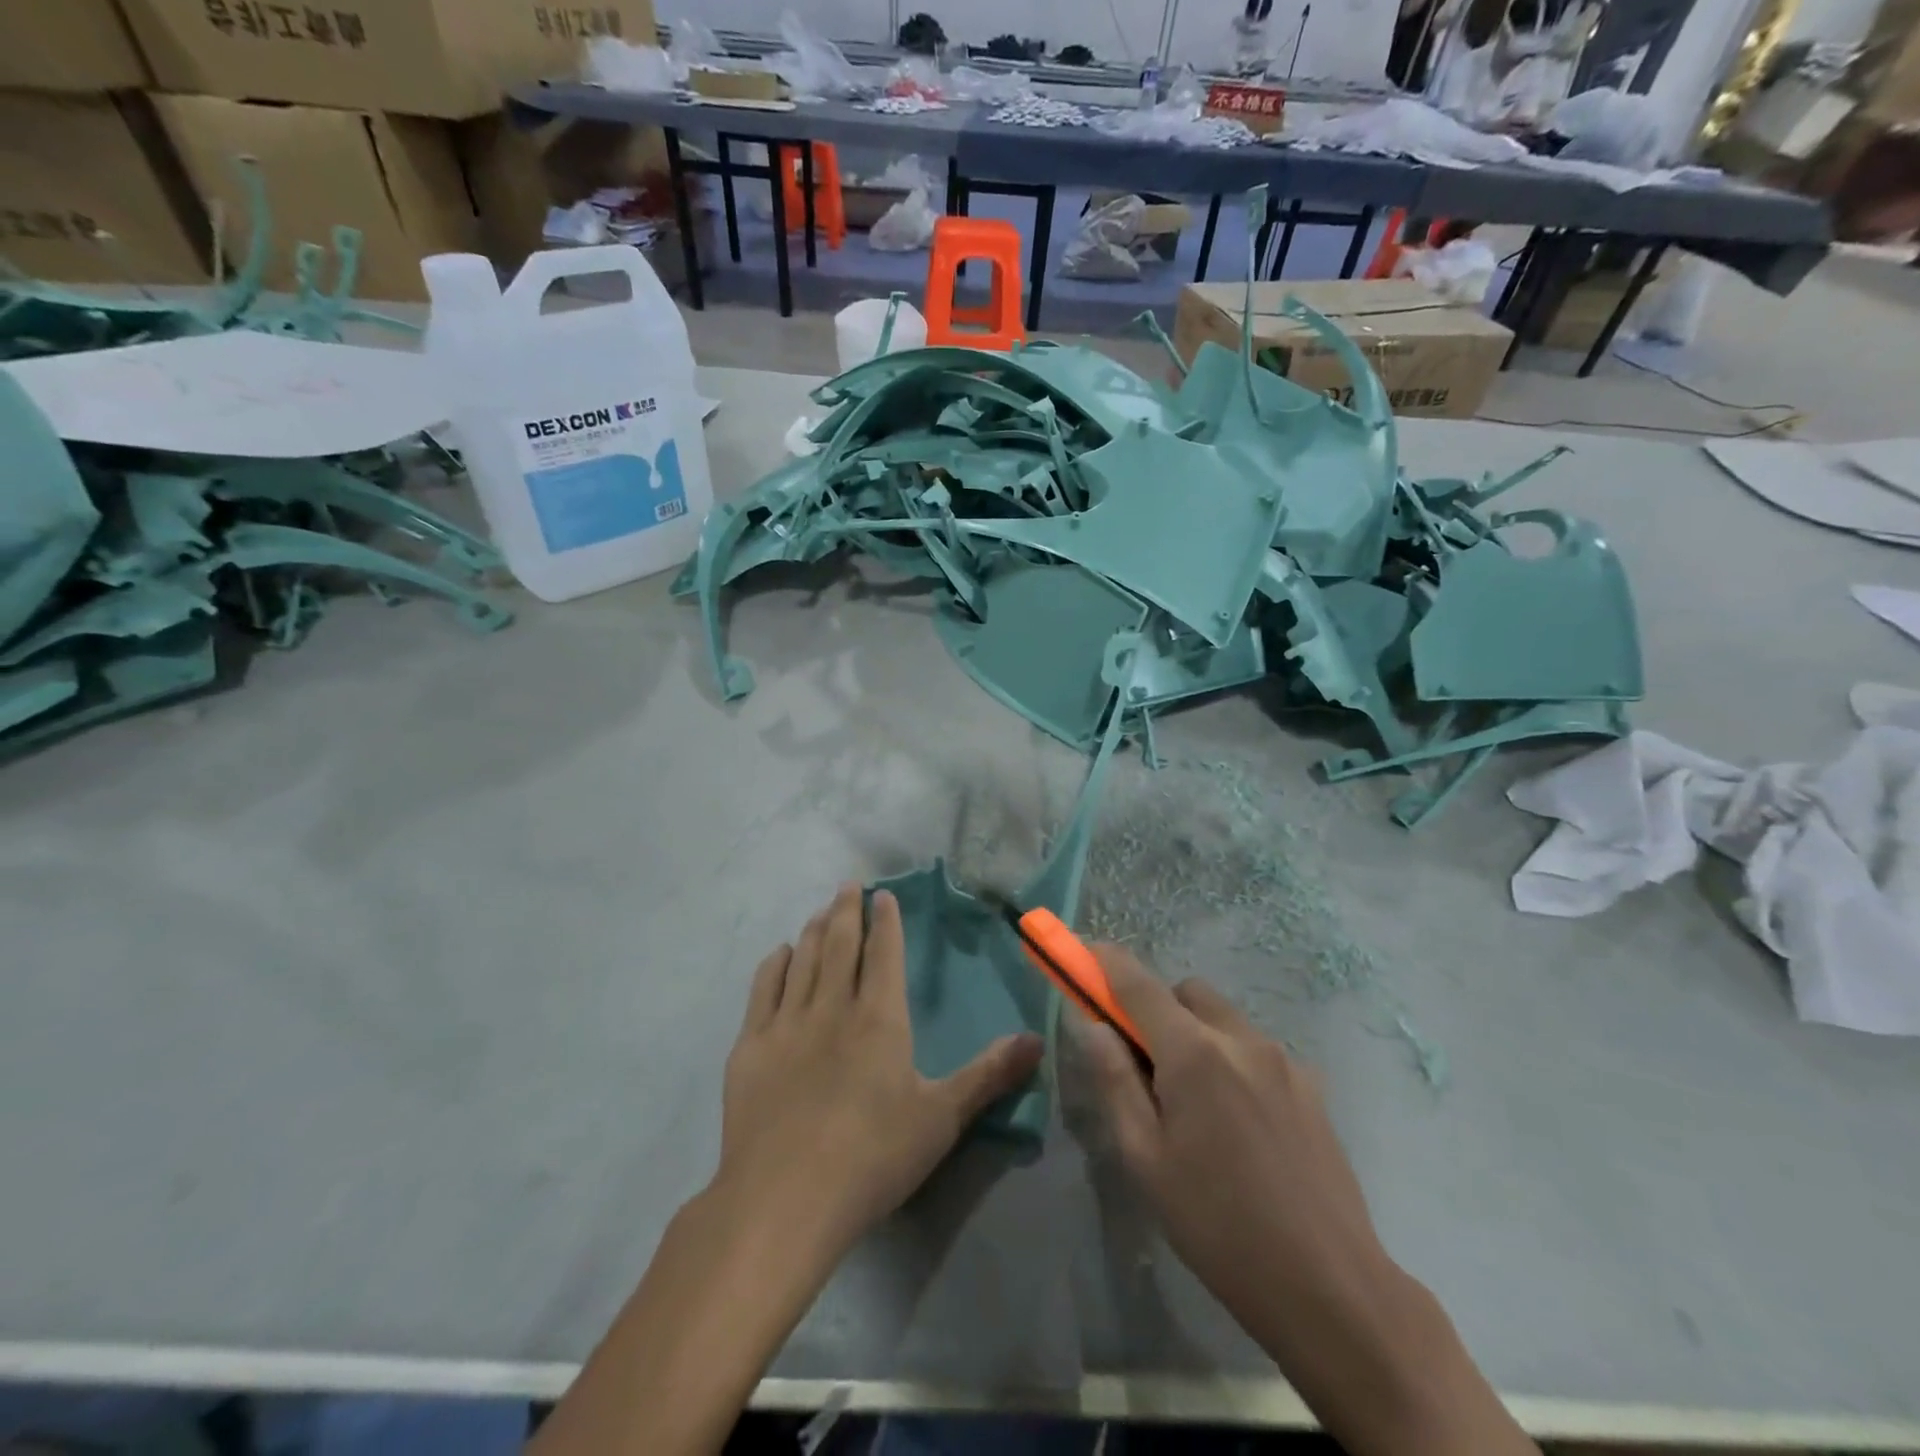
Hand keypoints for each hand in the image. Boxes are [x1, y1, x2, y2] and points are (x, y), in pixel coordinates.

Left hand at [715, 883, 1043, 1260]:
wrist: (783, 1201)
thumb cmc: (872, 1158)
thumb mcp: (941, 1118)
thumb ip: (988, 1074)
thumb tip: (1037, 1040)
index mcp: (879, 1017)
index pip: (883, 953)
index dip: (885, 920)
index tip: (883, 894)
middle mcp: (832, 1007)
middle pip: (840, 945)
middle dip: (847, 911)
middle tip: (848, 885)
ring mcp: (786, 1024)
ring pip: (803, 959)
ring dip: (814, 930)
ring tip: (822, 911)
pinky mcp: (750, 1047)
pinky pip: (763, 989)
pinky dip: (774, 964)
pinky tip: (780, 954)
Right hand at [1082, 948, 1538, 1455]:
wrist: (1331, 1287)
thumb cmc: (1218, 1225)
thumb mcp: (1145, 1159)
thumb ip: (1115, 1081)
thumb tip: (1093, 1025)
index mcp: (1194, 1053)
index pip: (1138, 983)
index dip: (1105, 961)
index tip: (1083, 955)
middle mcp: (1241, 1039)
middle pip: (1186, 992)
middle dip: (1155, 1009)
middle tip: (1144, 1063)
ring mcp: (1284, 1060)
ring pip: (1223, 1018)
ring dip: (1196, 1034)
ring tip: (1195, 1105)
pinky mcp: (1312, 1086)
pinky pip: (1256, 1049)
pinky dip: (1232, 1060)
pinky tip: (1239, 1124)